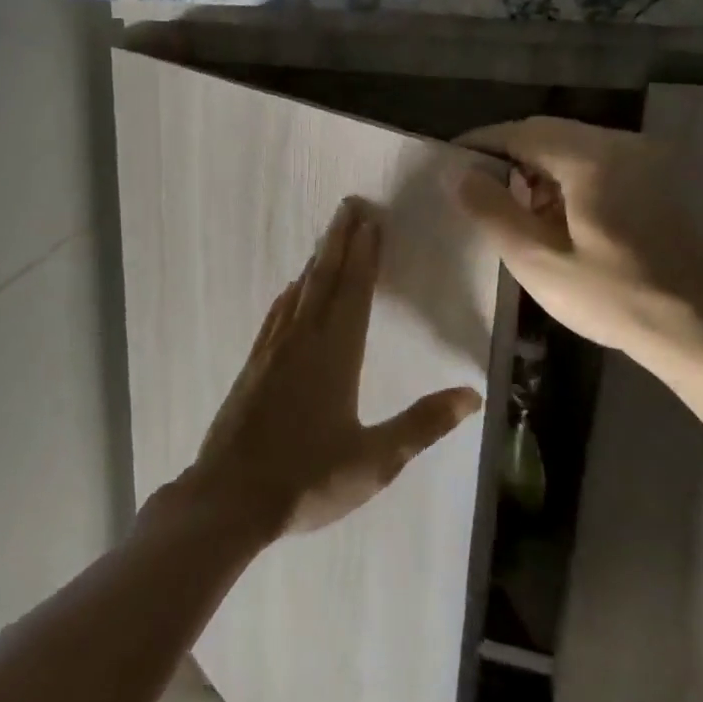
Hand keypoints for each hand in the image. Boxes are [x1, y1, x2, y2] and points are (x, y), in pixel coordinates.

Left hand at [183, 197, 482, 539]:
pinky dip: (290, 293)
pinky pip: (277, 314)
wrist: (231, 495)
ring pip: (299, 291)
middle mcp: (302, 339)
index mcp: (335, 355)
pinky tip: (291, 290)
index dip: (365, 254)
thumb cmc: (308, 478)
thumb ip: (422, 424)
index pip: (354, 291)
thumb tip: (471, 394)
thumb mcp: (375, 460)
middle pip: (324, 278)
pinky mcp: (254, 364)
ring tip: (330, 237)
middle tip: (350, 205)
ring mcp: (273, 349)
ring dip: (317, 260)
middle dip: (339, 240)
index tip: (371, 220)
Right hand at [450, 117, 702, 372]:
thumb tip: (459, 174)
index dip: (481, 142)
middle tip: (471, 183)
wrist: (697, 328)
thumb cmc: (611, 297)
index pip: (521, 132)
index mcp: (591, 159)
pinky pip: (594, 161)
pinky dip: (562, 176)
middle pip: (546, 132)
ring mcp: (642, 161)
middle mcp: (619, 146)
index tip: (448, 159)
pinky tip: (550, 213)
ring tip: (507, 204)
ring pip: (570, 145)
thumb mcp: (537, 261)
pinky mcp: (652, 181)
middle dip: (505, 153)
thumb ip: (492, 211)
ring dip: (534, 166)